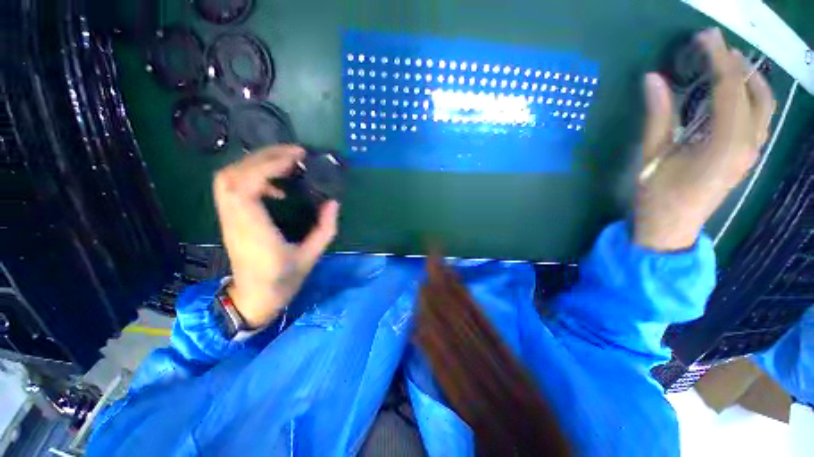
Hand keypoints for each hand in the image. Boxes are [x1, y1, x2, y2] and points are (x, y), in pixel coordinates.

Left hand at [213, 146, 339, 327]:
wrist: (253, 299)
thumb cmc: (283, 280)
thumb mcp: (311, 256)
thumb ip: (325, 228)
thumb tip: (333, 202)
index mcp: (254, 230)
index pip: (247, 186)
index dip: (269, 165)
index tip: (297, 158)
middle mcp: (235, 220)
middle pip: (232, 175)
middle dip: (262, 156)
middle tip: (294, 153)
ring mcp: (228, 219)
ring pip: (227, 178)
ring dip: (255, 163)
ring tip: (285, 162)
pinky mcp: (230, 220)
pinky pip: (232, 188)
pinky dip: (252, 177)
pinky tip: (275, 187)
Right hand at [635, 28, 775, 250]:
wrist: (670, 229)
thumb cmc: (656, 196)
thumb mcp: (652, 156)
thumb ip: (658, 116)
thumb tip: (653, 79)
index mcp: (724, 144)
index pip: (728, 88)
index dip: (717, 58)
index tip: (703, 37)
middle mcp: (747, 144)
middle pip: (753, 92)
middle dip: (735, 63)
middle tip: (713, 47)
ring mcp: (750, 152)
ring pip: (764, 105)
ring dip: (748, 79)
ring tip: (727, 63)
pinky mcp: (746, 157)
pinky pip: (759, 119)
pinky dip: (751, 98)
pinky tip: (733, 93)